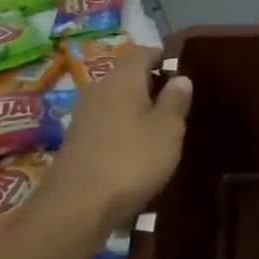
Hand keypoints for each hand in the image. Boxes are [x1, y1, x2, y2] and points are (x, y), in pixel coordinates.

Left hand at [48, 49, 192, 227]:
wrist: (77, 206)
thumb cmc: (131, 160)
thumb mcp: (167, 131)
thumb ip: (175, 101)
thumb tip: (180, 77)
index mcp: (122, 79)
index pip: (142, 52)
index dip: (163, 57)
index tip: (182, 71)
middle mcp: (98, 89)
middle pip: (126, 76)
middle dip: (150, 84)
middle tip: (176, 102)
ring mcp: (83, 116)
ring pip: (115, 101)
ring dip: (136, 109)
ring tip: (160, 128)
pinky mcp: (76, 142)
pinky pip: (105, 123)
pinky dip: (122, 129)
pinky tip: (135, 150)